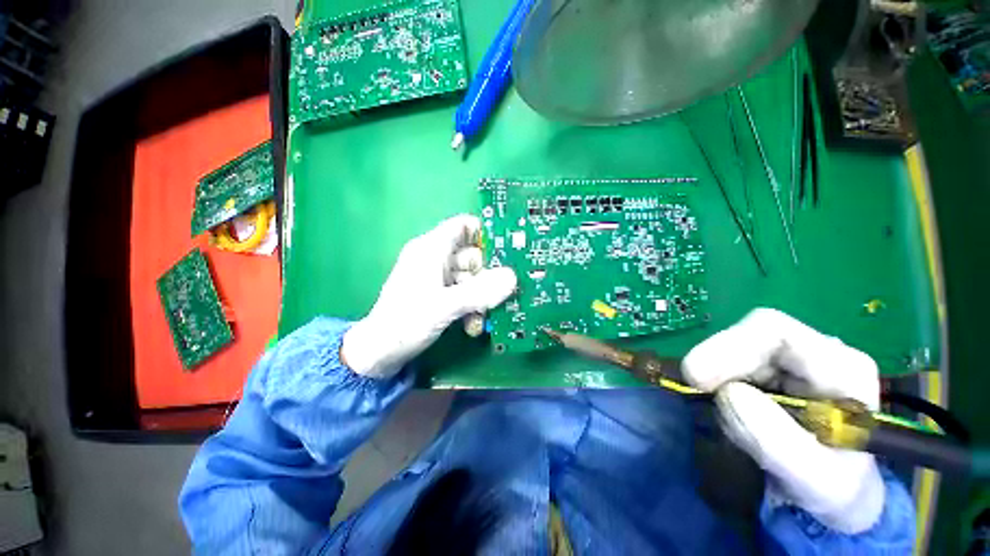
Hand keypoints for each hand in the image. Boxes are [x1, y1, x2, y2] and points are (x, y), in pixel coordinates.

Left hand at [341, 215, 516, 377]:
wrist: (379, 354)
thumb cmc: (406, 323)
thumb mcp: (445, 306)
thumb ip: (480, 292)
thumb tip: (512, 277)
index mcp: (431, 249)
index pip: (463, 226)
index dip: (485, 234)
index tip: (508, 251)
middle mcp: (435, 259)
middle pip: (472, 255)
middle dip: (487, 276)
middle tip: (499, 294)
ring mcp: (437, 278)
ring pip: (471, 278)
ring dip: (480, 297)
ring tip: (482, 317)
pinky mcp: (438, 295)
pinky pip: (464, 293)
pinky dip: (471, 305)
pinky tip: (473, 325)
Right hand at [682, 308, 885, 533]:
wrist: (833, 499)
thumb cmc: (837, 491)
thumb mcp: (819, 483)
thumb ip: (778, 442)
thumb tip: (728, 393)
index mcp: (842, 368)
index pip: (775, 332)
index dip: (728, 346)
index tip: (697, 378)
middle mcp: (812, 353)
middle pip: (747, 337)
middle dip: (716, 364)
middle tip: (693, 390)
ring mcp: (785, 360)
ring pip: (731, 350)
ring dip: (715, 380)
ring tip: (723, 418)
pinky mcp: (763, 370)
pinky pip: (725, 366)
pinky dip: (713, 386)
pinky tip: (723, 410)